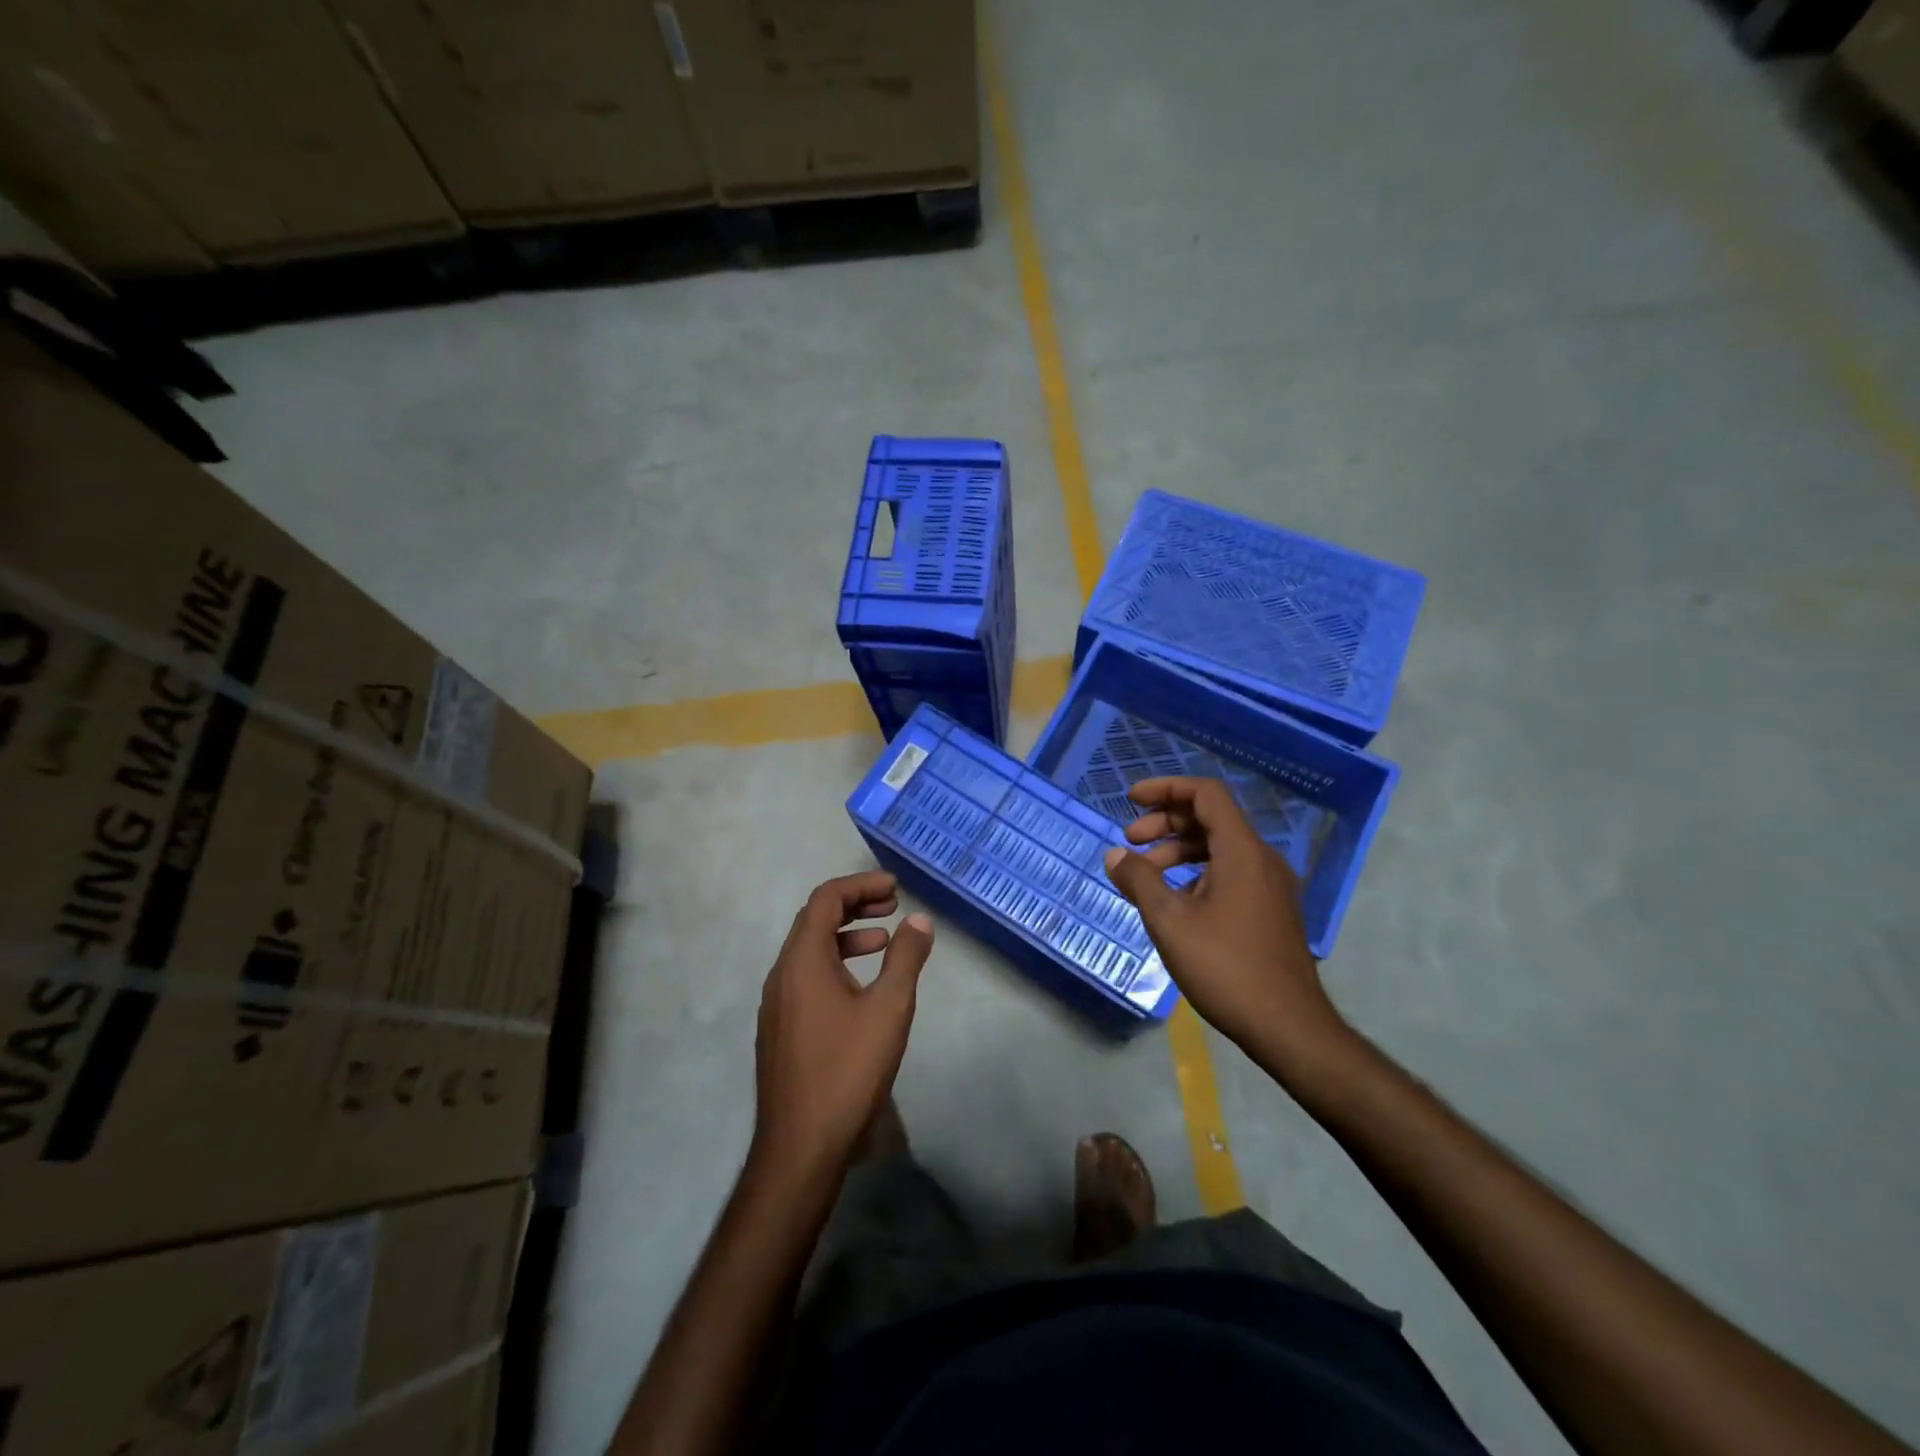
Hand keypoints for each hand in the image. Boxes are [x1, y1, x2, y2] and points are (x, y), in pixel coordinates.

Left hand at [751, 871, 934, 1182]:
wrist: (800, 1146)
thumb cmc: (848, 1070)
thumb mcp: (889, 1009)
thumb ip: (906, 958)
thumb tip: (920, 920)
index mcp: (802, 961)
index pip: (826, 900)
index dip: (860, 885)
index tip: (894, 887)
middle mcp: (782, 974)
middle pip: (814, 920)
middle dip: (854, 905)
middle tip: (892, 905)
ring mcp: (776, 1004)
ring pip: (809, 950)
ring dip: (846, 936)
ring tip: (883, 941)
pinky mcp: (780, 1028)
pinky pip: (806, 976)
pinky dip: (835, 963)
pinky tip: (861, 987)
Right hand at [1103, 777, 1353, 1073]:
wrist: (1289, 1028)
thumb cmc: (1227, 968)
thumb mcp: (1170, 922)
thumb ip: (1140, 881)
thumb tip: (1115, 856)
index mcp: (1242, 851)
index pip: (1206, 794)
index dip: (1166, 788)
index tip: (1131, 799)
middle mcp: (1261, 859)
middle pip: (1210, 819)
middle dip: (1165, 822)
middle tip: (1130, 842)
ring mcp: (1270, 886)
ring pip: (1219, 848)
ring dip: (1178, 850)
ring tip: (1144, 875)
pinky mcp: (1270, 910)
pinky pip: (1230, 873)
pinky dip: (1197, 873)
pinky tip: (1174, 902)